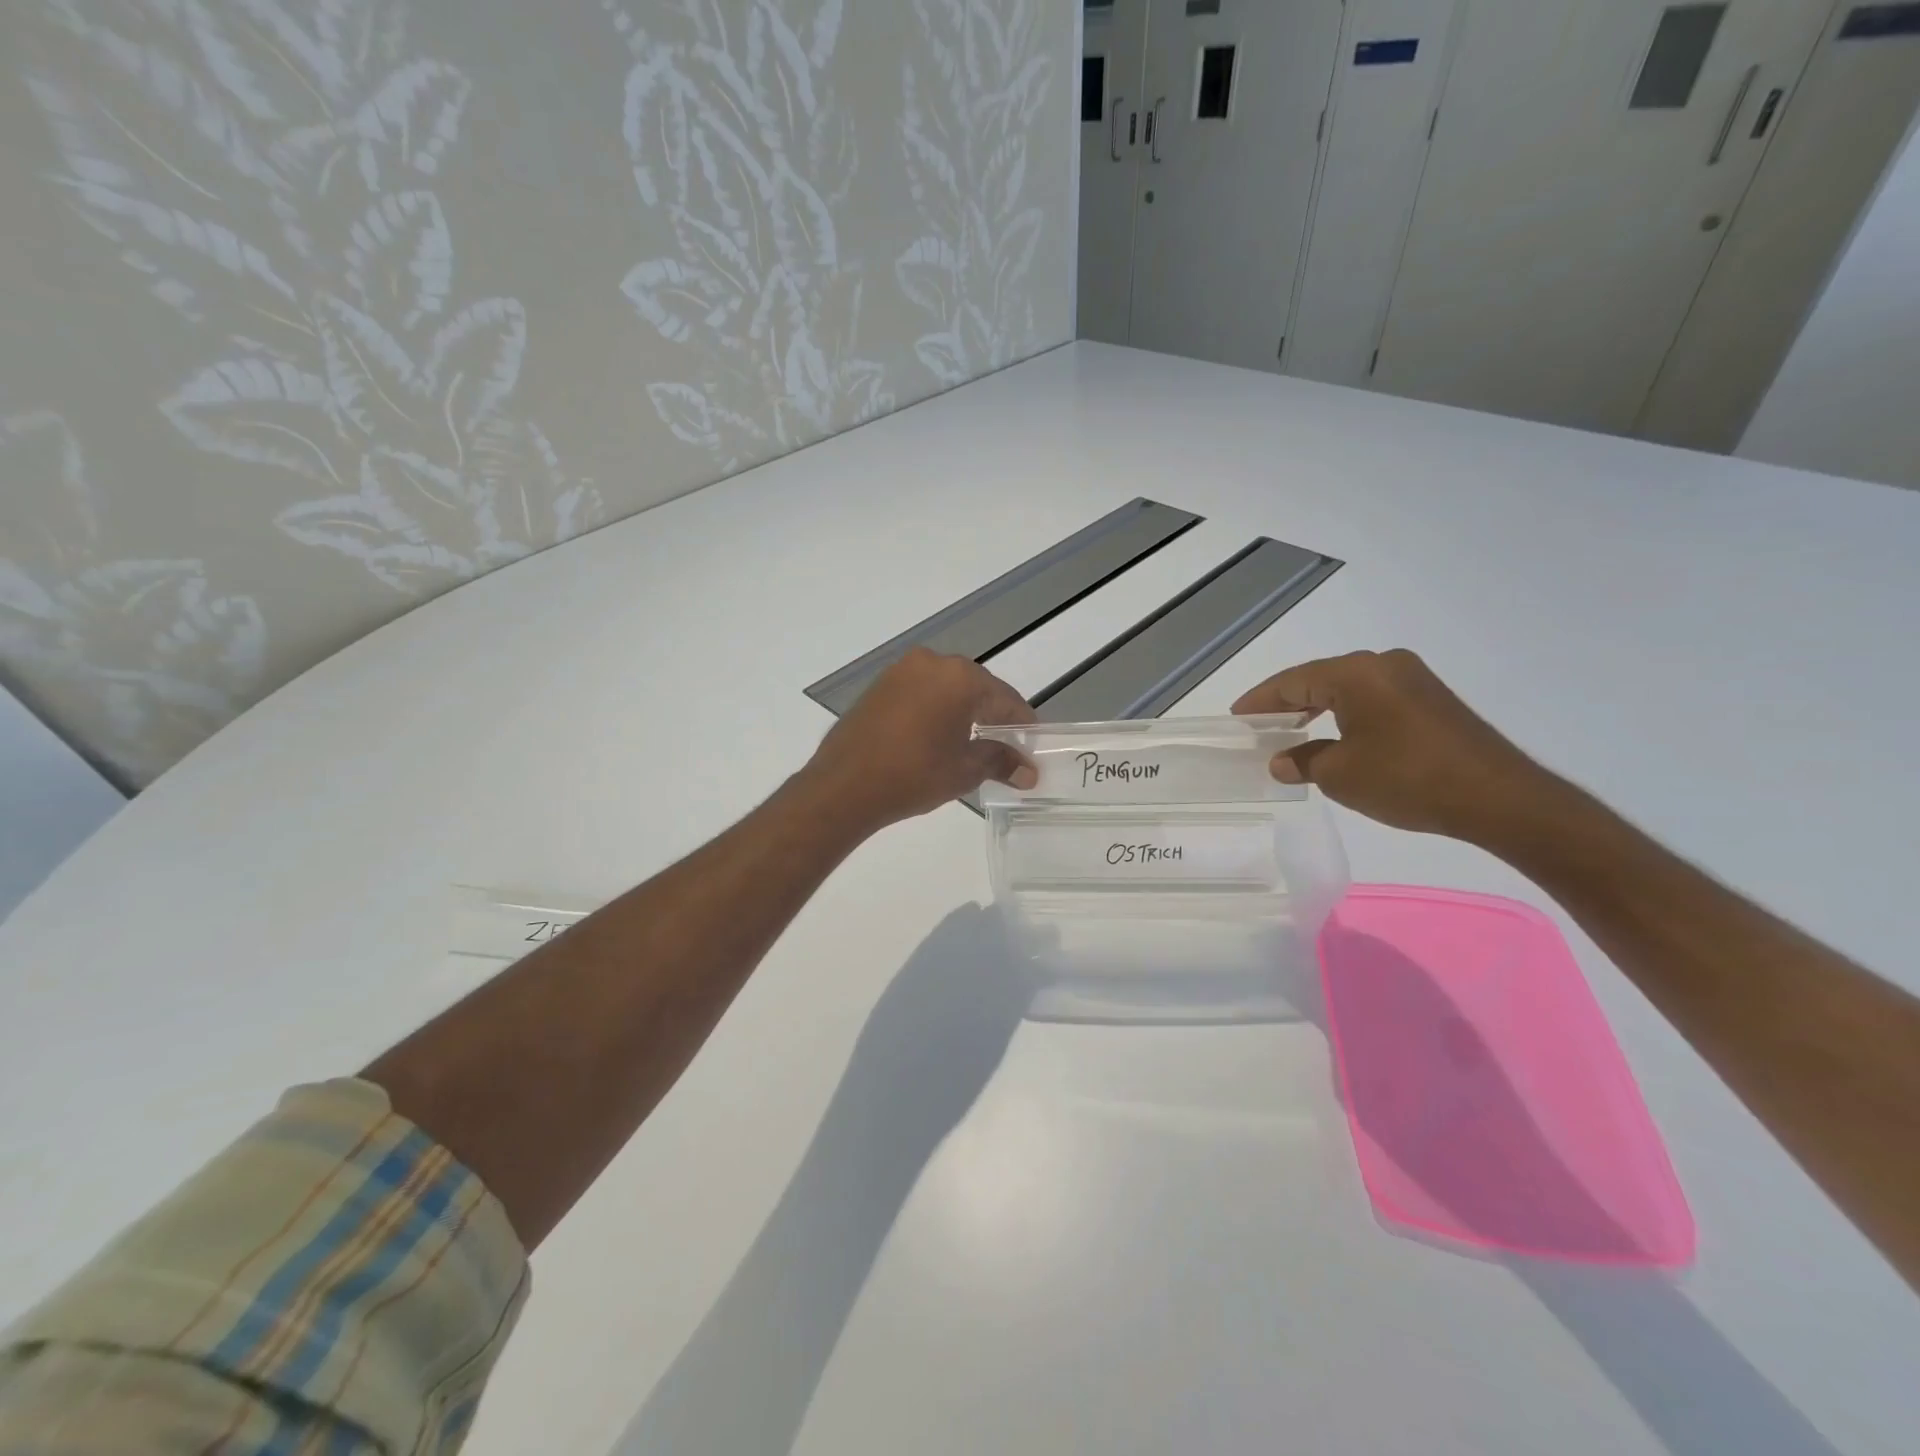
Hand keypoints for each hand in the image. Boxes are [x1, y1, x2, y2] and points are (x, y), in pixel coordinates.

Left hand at [804, 648, 1036, 831]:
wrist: (844, 785)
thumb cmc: (913, 775)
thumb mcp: (964, 770)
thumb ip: (1001, 761)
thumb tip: (1030, 771)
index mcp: (960, 678)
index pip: (1005, 698)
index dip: (1021, 723)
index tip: (1031, 744)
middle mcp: (932, 662)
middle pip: (976, 687)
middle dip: (993, 715)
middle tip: (1005, 745)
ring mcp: (902, 670)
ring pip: (946, 687)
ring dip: (963, 710)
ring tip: (971, 743)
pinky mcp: (880, 684)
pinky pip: (921, 691)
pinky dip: (936, 708)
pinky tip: (936, 735)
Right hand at [1233, 649, 1550, 840]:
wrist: (1498, 798)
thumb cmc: (1407, 779)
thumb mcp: (1340, 774)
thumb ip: (1302, 761)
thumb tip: (1282, 761)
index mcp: (1355, 673)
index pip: (1292, 681)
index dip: (1260, 701)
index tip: (1236, 718)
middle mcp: (1383, 664)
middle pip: (1319, 679)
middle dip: (1287, 704)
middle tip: (1259, 726)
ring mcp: (1412, 679)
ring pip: (1348, 689)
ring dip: (1317, 710)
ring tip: (1290, 733)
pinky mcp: (1431, 700)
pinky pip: (1373, 699)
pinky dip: (1346, 715)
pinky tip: (1335, 737)